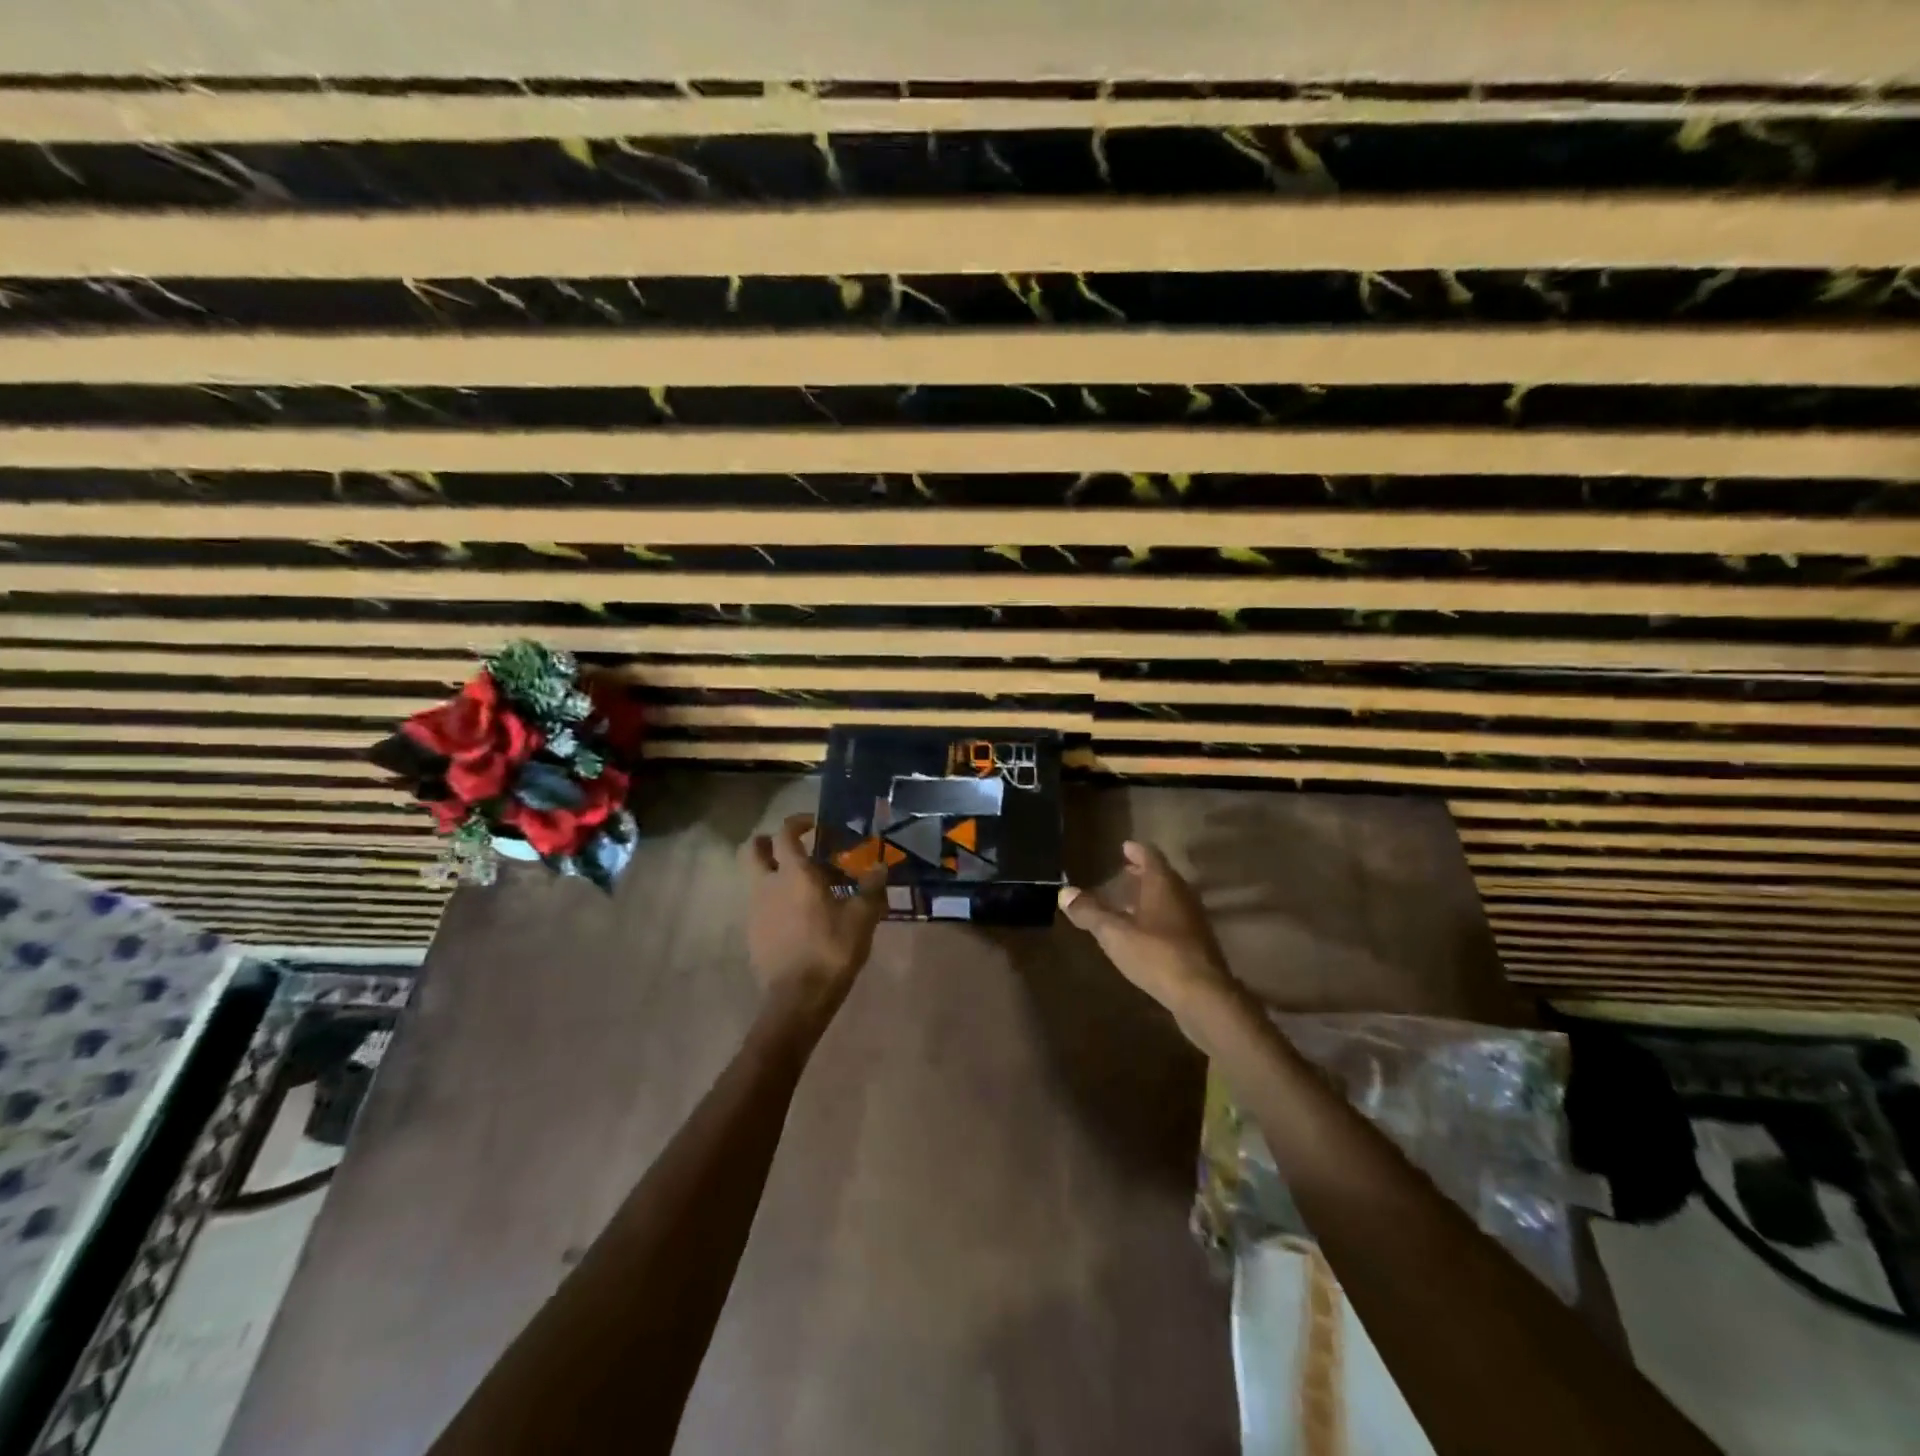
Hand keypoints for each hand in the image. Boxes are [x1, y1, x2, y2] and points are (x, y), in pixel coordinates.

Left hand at [742, 813, 886, 1012]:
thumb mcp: (862, 917)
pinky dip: (774, 900)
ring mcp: (755, 909)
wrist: (797, 998)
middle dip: (768, 842)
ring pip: (755, 878)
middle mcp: (767, 884)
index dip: (798, 822)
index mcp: (794, 873)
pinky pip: (760, 904)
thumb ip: (872, 888)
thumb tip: (882, 866)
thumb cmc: (831, 950)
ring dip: (773, 872)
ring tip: (803, 886)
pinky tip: (798, 916)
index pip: (785, 833)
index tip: (815, 824)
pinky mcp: (753, 933)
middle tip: (793, 848)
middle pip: (752, 849)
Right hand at [1058, 841, 1236, 1023]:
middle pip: (1161, 876)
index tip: (1124, 846)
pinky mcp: (1197, 943)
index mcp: (1163, 884)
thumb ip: (1090, 912)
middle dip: (1142, 872)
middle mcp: (1181, 895)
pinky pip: (1174, 919)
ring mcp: (1193, 919)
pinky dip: (1158, 916)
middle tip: (1124, 871)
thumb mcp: (1114, 933)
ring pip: (1169, 898)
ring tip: (1129, 901)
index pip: (1150, 856)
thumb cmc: (1156, 955)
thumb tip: (1065, 893)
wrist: (1203, 995)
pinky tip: (1145, 931)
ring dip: (1150, 896)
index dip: (1136, 850)